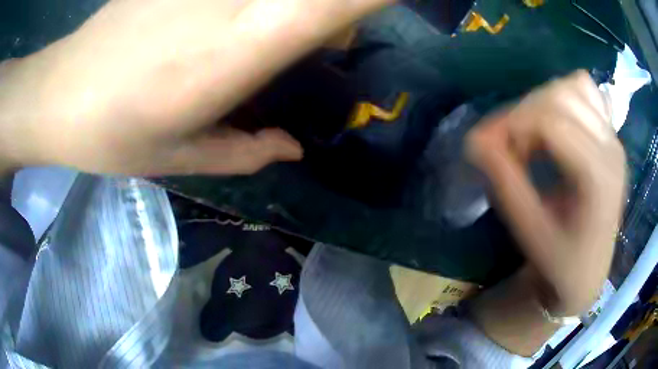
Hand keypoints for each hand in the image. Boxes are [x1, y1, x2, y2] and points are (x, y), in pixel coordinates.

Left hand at [0, 0, 389, 174]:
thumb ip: (246, 151)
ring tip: (255, 38)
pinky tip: (214, 22)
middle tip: (321, 34)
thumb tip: (294, 148)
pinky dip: (246, 5)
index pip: (325, 8)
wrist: (59, 92)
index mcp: (233, 54)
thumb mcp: (181, 158)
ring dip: (288, 9)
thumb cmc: (112, 135)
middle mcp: (227, 4)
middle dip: (335, 9)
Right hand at [468, 71, 626, 316]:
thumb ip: (505, 183)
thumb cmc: (561, 261)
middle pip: (561, 96)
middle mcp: (611, 148)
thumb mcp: (529, 232)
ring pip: (573, 86)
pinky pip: (586, 91)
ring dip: (543, 101)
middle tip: (509, 144)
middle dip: (524, 112)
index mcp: (598, 177)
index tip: (488, 146)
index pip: (551, 122)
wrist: (588, 271)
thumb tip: (475, 141)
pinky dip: (565, 95)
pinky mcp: (611, 135)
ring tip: (532, 134)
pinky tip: (556, 122)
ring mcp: (614, 137)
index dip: (513, 124)